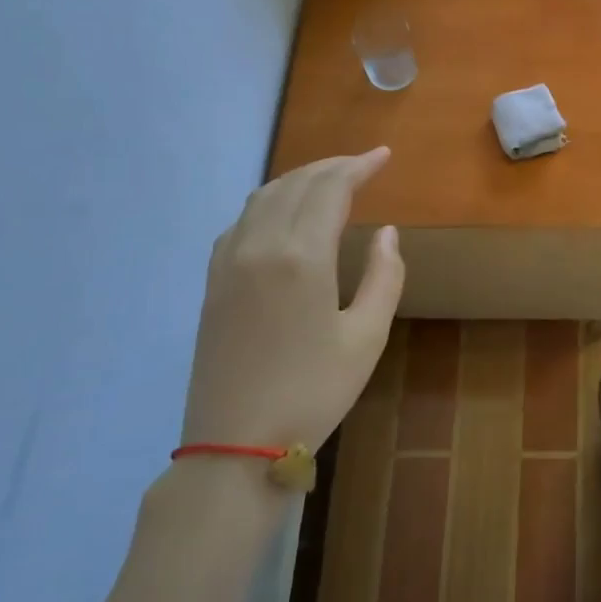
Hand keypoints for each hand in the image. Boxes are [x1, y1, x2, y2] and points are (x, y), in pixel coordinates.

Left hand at [179, 148, 404, 455]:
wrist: (236, 446)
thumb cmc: (313, 392)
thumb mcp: (367, 336)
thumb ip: (384, 276)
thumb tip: (386, 232)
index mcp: (301, 257)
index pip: (330, 189)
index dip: (358, 167)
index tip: (384, 156)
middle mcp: (260, 247)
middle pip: (295, 184)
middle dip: (331, 167)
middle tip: (363, 164)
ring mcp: (229, 263)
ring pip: (262, 198)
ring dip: (298, 180)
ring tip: (328, 181)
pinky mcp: (213, 283)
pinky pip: (240, 222)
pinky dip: (268, 203)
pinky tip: (282, 215)